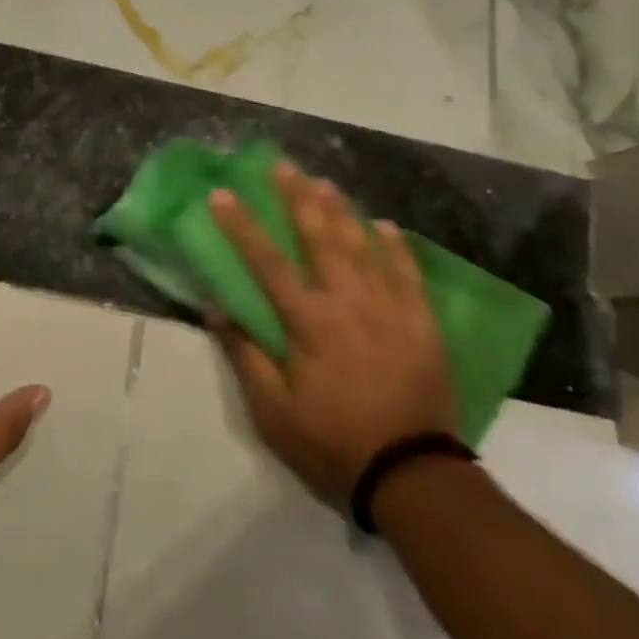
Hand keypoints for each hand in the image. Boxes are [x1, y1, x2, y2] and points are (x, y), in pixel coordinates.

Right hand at [208, 163, 457, 507]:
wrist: (412, 472)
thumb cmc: (331, 441)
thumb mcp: (271, 410)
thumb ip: (244, 354)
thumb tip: (217, 307)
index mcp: (307, 321)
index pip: (265, 261)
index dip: (240, 224)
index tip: (221, 193)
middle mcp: (347, 302)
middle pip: (318, 237)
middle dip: (296, 197)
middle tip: (282, 165)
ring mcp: (389, 308)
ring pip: (363, 245)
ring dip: (341, 210)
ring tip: (325, 182)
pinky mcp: (421, 323)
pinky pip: (409, 273)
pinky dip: (396, 246)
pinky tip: (386, 226)